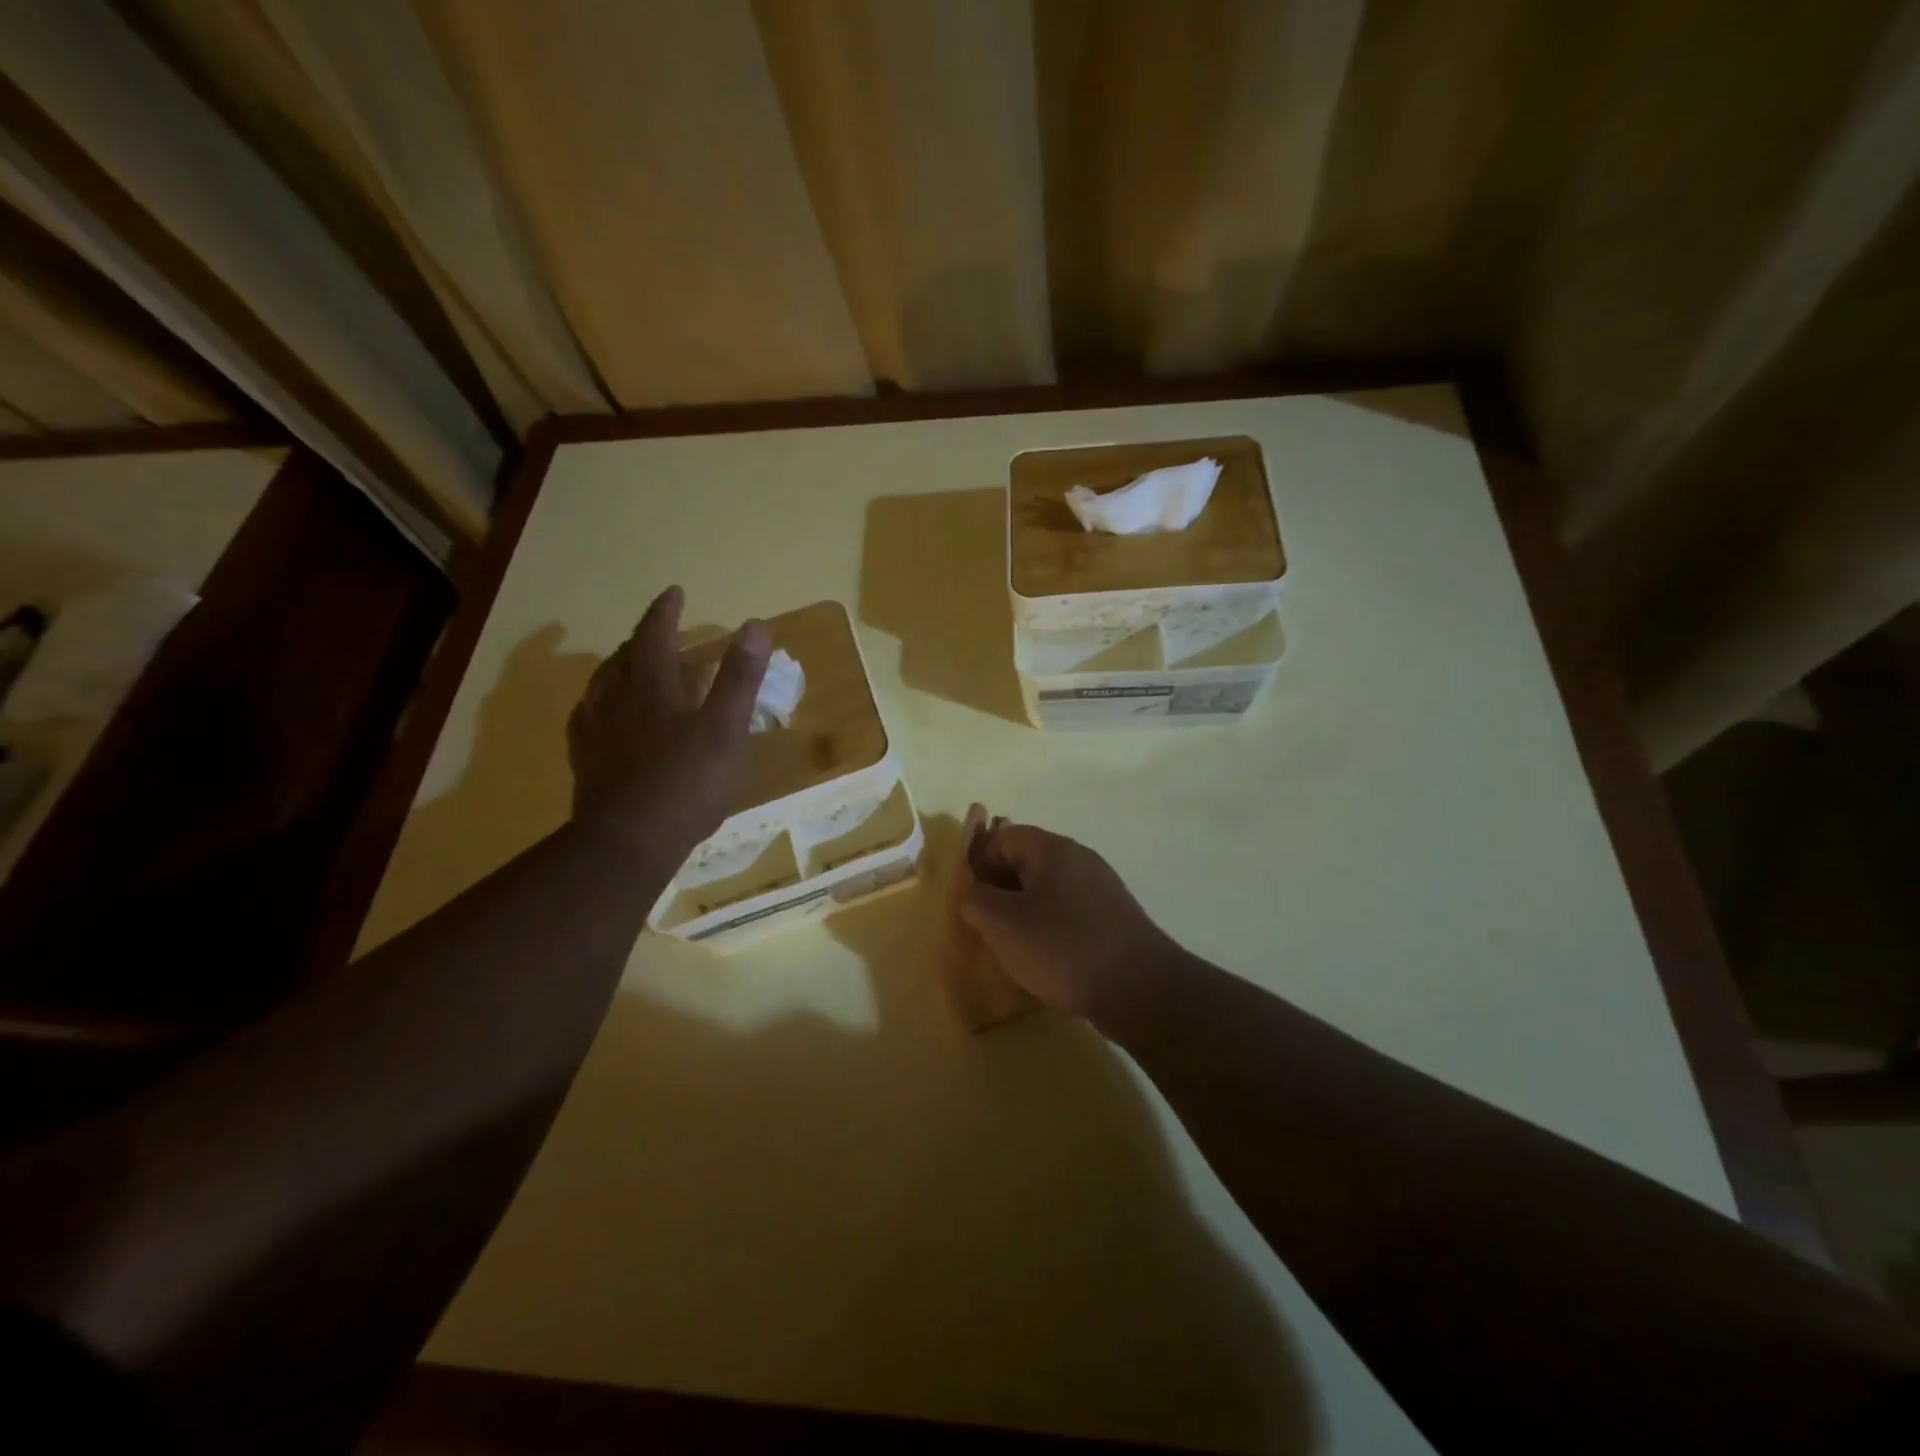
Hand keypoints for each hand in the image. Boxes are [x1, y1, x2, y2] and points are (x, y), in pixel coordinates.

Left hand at [567, 586, 769, 856]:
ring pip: (601, 685)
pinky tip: (604, 717)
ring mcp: (596, 731)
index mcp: (653, 686)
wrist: (628, 842)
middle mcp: (617, 699)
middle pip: (624, 656)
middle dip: (643, 638)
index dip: (665, 611)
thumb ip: (740, 677)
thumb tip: (754, 625)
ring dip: (618, 667)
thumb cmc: (687, 783)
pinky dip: (600, 704)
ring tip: (631, 667)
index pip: (655, 634)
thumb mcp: (727, 729)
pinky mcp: (586, 761)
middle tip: (660, 633)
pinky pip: (587, 718)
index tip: (674, 592)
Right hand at [957, 818, 1185, 1028]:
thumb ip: (976, 900)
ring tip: (1008, 944)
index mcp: (1054, 849)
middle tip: (982, 922)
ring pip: (1047, 890)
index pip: (1004, 837)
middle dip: (999, 888)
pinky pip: (1068, 913)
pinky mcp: (1112, 920)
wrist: (1140, 990)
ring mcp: (1101, 890)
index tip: (967, 897)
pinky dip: (1048, 928)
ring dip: (1023, 910)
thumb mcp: (1003, 923)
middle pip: (1026, 861)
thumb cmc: (1063, 948)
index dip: (978, 861)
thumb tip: (974, 894)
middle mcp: (1080, 860)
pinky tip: (1042, 957)